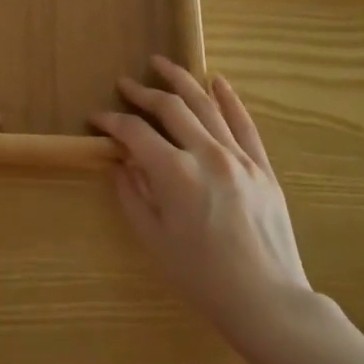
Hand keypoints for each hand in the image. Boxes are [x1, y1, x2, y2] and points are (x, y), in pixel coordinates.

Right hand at [92, 57, 312, 347]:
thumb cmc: (201, 277)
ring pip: (206, 105)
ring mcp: (239, 157)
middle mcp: (207, 154)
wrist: (266, 301)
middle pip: (170, 107)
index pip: (135, 132)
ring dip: (181, 80)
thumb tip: (121, 163)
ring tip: (162, 63)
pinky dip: (229, 99)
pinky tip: (218, 81)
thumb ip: (133, 194)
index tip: (96, 118)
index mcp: (175, 173)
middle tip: (124, 82)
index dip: (112, 121)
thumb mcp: (154, 240)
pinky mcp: (262, 166)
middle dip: (143, 91)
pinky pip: (244, 123)